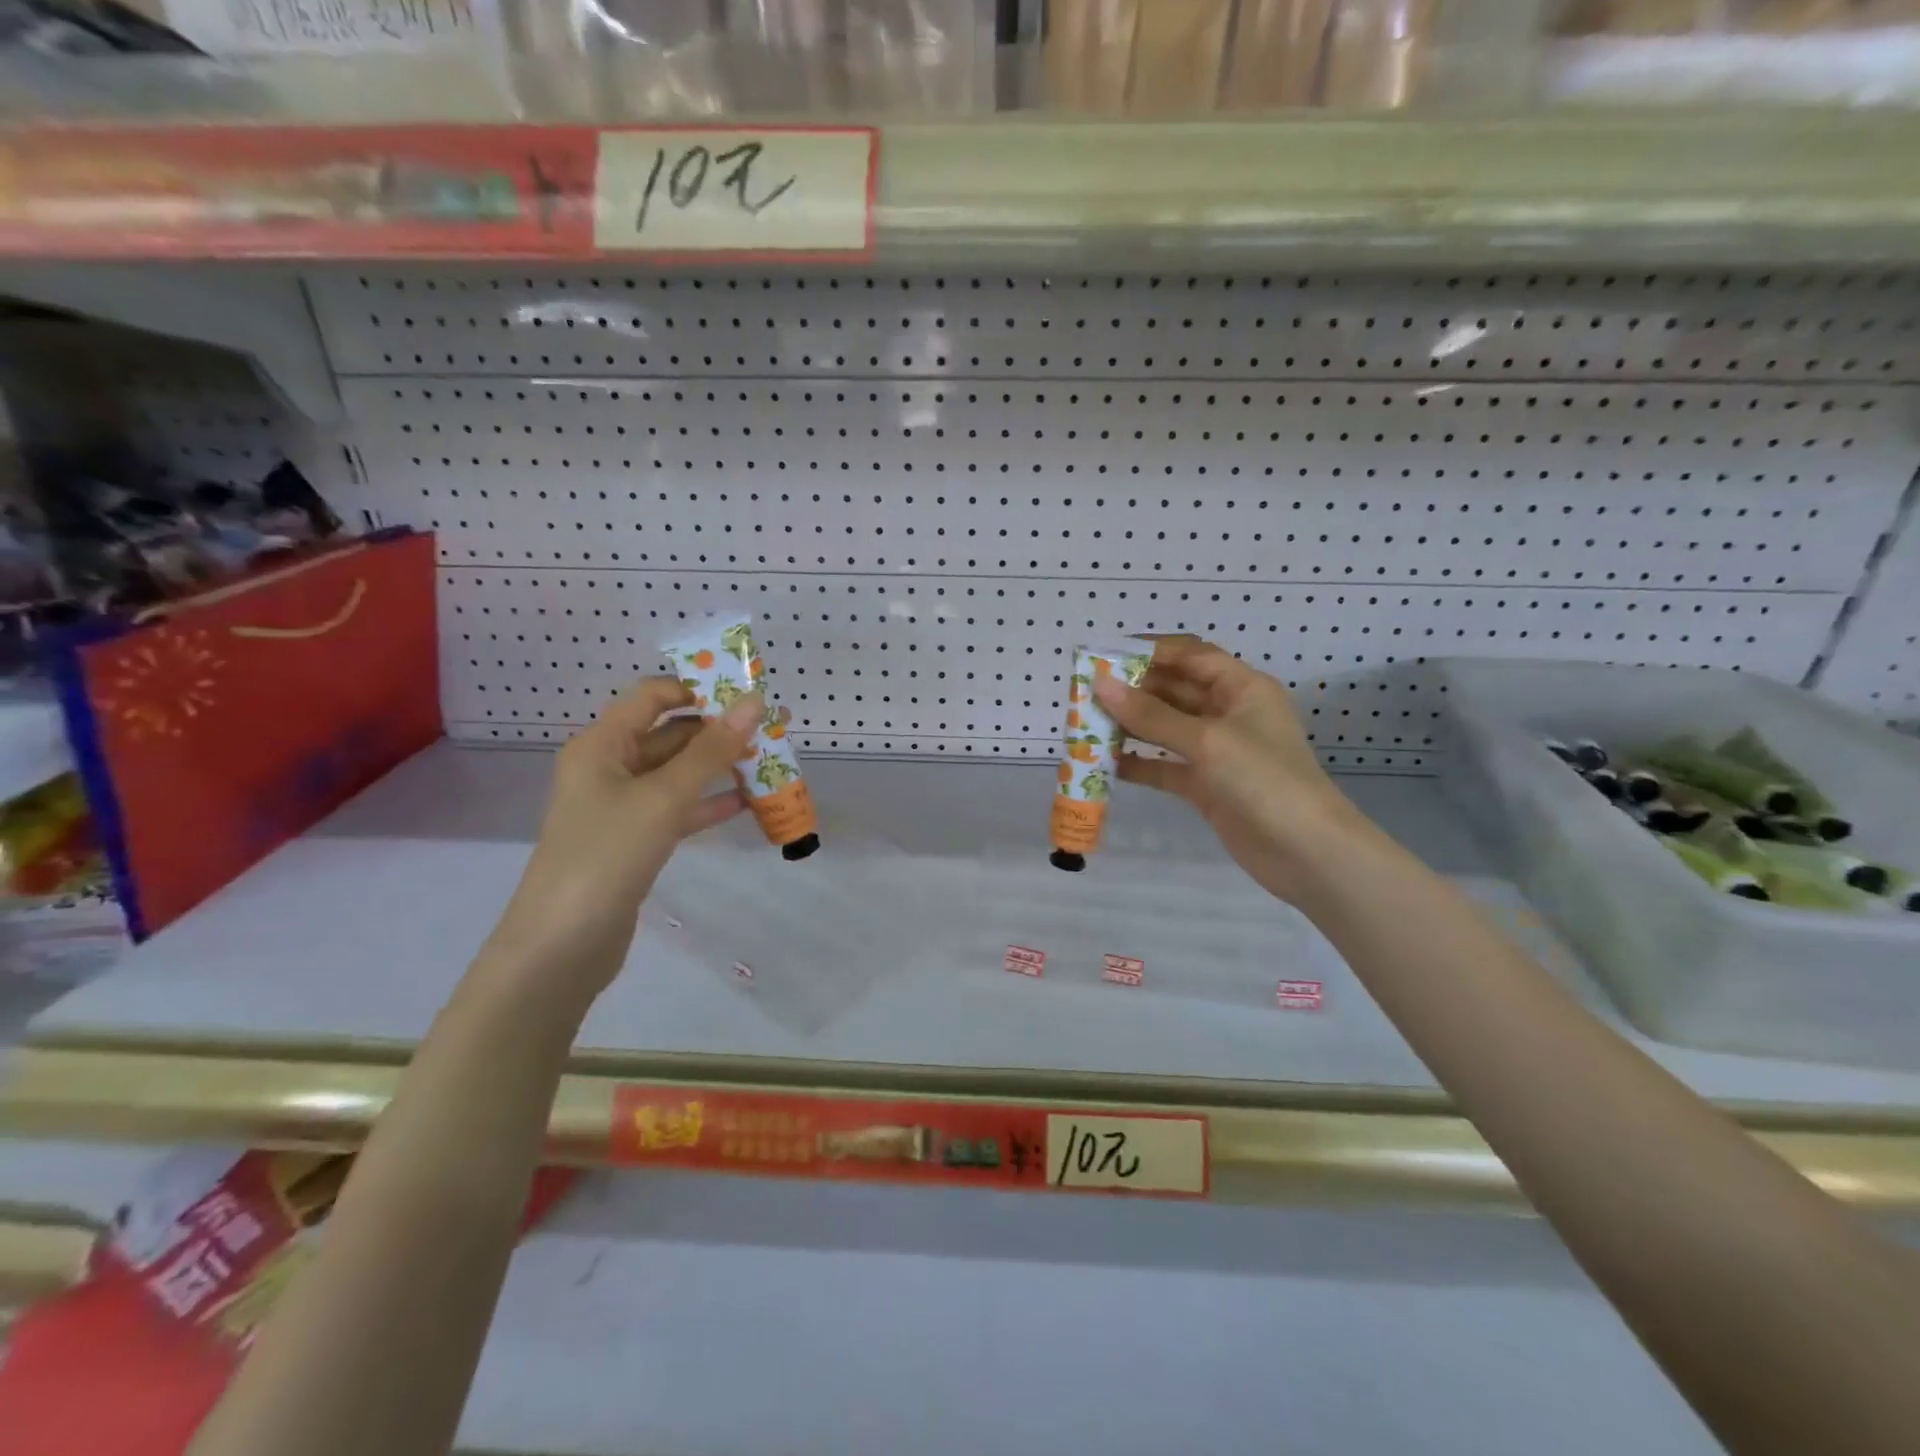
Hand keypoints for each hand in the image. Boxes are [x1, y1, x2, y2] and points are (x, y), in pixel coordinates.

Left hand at [488, 677, 762, 999]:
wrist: (562, 945)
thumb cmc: (607, 854)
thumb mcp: (663, 797)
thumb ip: (710, 750)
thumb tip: (752, 702)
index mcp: (602, 745)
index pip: (653, 696)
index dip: (699, 689)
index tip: (747, 694)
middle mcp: (609, 767)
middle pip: (670, 734)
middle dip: (719, 730)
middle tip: (772, 728)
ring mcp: (622, 806)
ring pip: (678, 773)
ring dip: (719, 767)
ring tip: (769, 760)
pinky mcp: (635, 839)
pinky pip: (678, 809)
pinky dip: (709, 803)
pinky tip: (747, 802)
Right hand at [1092, 635, 1367, 903]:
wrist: (1307, 852)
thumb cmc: (1264, 780)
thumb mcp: (1207, 741)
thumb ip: (1151, 715)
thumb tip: (1101, 685)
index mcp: (1242, 687)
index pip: (1191, 655)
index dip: (1150, 651)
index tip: (1104, 655)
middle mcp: (1229, 712)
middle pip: (1174, 690)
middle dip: (1133, 690)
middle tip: (1086, 693)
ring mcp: (1218, 751)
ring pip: (1166, 728)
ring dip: (1131, 726)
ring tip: (1087, 725)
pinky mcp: (1207, 785)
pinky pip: (1166, 766)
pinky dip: (1140, 763)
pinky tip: (1107, 763)